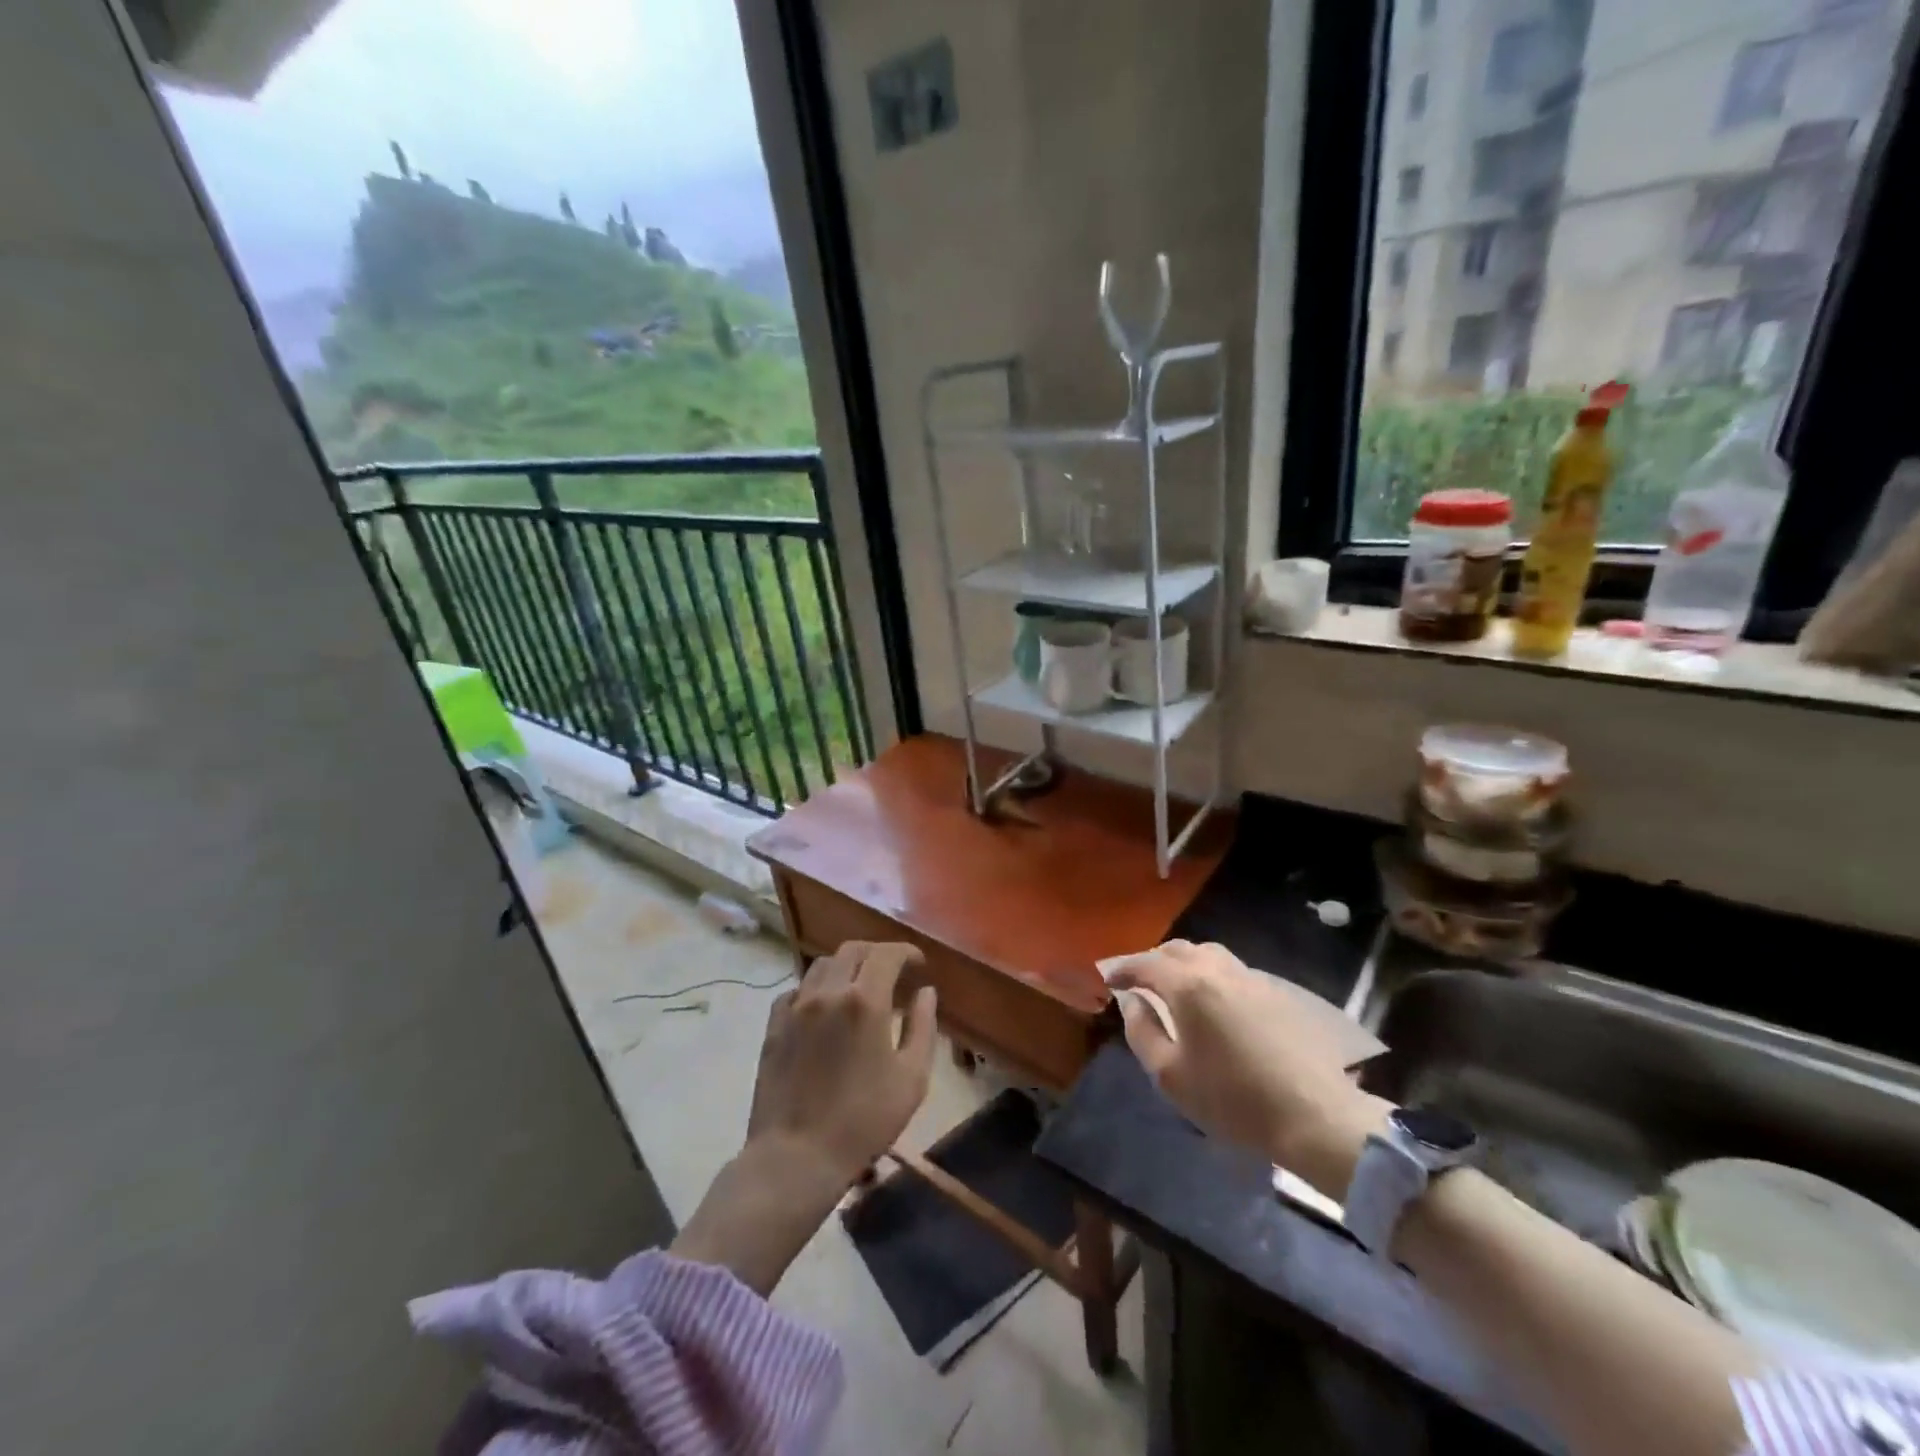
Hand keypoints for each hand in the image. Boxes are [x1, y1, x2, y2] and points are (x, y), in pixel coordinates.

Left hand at [746, 940, 938, 1183]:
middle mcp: (828, 992)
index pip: (887, 954)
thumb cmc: (863, 1121)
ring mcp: (796, 1007)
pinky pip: (796, 990)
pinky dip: (816, 988)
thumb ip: (923, 1027)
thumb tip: (926, 992)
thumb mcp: (911, 1078)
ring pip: (822, 965)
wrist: (796, 1157)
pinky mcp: (774, 1026)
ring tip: (858, 987)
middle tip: (892, 971)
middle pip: (853, 950)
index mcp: (865, 1001)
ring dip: (845, 967)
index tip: (918, 963)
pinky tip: (824, 1009)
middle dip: (877, 953)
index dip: (906, 952)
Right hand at [1109, 940, 1390, 1197]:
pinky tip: (1213, 1001)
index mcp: (1188, 986)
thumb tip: (1134, 1004)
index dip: (1123, 969)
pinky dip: (1211, 974)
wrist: (1314, 1115)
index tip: (1109, 979)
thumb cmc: (1233, 1099)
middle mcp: (1218, 970)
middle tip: (1140, 981)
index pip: (1145, 964)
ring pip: (1208, 953)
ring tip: (1176, 986)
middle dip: (1152, 960)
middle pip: (1177, 949)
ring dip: (1184, 962)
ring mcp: (1251, 978)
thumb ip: (1142, 1032)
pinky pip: (1232, 970)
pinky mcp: (1277, 992)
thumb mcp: (1170, 1075)